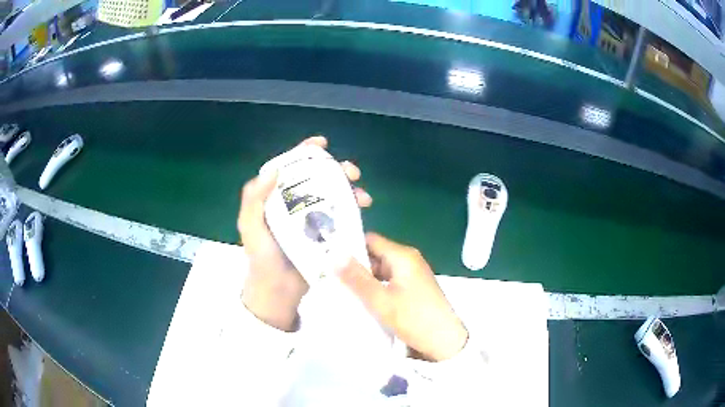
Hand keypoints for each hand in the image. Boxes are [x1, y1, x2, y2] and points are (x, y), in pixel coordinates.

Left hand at [239, 136, 371, 331]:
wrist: (277, 290)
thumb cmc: (261, 257)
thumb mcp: (250, 225)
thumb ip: (254, 198)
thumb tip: (275, 169)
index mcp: (276, 197)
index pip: (291, 167)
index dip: (306, 152)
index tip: (322, 144)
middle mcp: (295, 203)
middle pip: (318, 178)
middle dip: (337, 170)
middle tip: (352, 172)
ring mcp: (312, 219)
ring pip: (334, 195)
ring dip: (351, 190)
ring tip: (363, 197)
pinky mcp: (326, 234)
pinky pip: (341, 216)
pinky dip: (353, 210)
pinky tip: (362, 211)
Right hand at [338, 233, 468, 360]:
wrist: (446, 343)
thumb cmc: (415, 319)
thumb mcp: (381, 301)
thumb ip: (357, 278)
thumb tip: (333, 254)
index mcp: (403, 256)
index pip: (370, 240)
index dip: (349, 246)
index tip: (328, 259)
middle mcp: (408, 260)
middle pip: (375, 255)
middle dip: (355, 267)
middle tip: (330, 278)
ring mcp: (412, 275)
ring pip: (381, 270)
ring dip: (364, 280)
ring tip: (341, 291)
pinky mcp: (413, 289)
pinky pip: (389, 282)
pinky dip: (375, 288)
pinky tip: (362, 301)